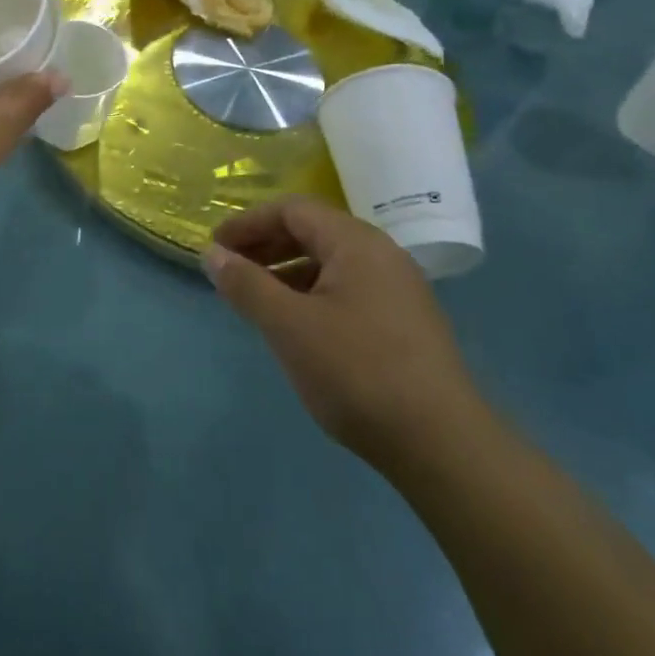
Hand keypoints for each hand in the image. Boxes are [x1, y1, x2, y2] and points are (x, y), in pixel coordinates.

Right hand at [205, 197, 483, 471]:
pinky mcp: (404, 323)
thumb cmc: (357, 372)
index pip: (291, 210)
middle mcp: (381, 254)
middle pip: (312, 231)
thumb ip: (246, 284)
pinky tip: (296, 325)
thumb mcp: (288, 325)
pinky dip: (311, 293)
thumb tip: (211, 254)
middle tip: (229, 270)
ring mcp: (398, 289)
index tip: (215, 248)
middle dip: (265, 245)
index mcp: (356, 242)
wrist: (443, 445)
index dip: (247, 223)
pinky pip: (347, 289)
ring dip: (286, 271)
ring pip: (329, 262)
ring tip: (255, 298)